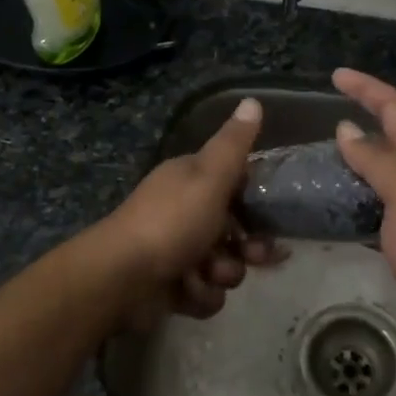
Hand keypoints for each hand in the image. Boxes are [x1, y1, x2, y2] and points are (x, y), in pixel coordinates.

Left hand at [100, 97, 283, 321]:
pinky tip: (187, 292)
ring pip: (222, 265)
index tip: (274, 218)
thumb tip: (253, 99)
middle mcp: (182, 210)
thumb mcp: (209, 176)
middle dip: (247, 247)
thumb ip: (234, 144)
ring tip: (207, 275)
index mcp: (190, 179)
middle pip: (233, 229)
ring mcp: (174, 249)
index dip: (258, 201)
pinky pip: (202, 292)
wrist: (122, 278)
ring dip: (221, 274)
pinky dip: (199, 295)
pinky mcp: (169, 286)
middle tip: (254, 257)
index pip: (235, 183)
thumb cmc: (172, 221)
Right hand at [332, 68, 395, 362]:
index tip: (337, 75)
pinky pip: (383, 208)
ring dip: (360, 161)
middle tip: (325, 119)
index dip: (369, 89)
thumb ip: (380, 162)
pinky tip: (342, 211)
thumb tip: (347, 130)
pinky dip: (360, 199)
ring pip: (388, 174)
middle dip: (366, 118)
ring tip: (324, 162)